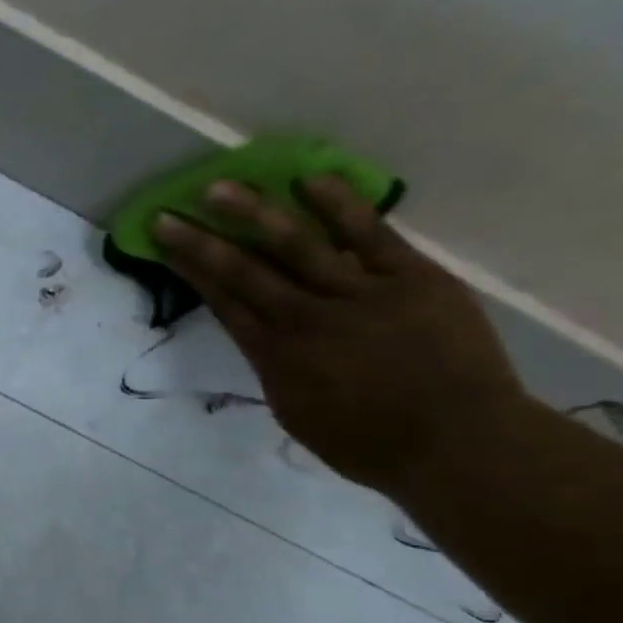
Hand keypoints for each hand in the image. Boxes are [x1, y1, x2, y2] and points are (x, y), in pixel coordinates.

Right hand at [152, 176, 528, 494]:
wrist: (458, 442)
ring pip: (296, 245)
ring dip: (254, 213)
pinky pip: (370, 233)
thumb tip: (264, 336)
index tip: (164, 243)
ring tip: (220, 186)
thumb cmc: (368, 443)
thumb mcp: (296, 413)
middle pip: (243, 270)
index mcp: (274, 355)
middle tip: (169, 213)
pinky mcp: (410, 277)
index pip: (222, 300)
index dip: (189, 269)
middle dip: (200, 240)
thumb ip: (274, 367)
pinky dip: (339, 205)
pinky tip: (309, 179)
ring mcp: (358, 293)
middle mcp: (304, 317)